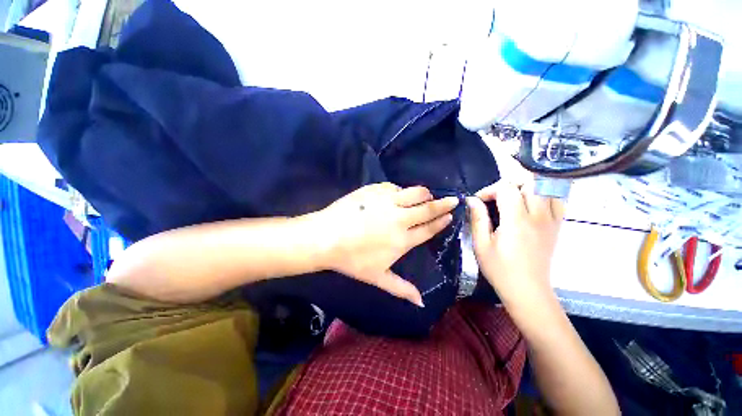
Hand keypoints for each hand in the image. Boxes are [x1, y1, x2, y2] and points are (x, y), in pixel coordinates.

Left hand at [316, 183, 458, 306]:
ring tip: (427, 195)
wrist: (326, 237)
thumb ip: (401, 289)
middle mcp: (399, 218)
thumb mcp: (377, 278)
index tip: (451, 214)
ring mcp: (387, 201)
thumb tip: (421, 303)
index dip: (441, 221)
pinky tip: (396, 194)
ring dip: (424, 193)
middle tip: (453, 199)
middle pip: (427, 208)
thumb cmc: (351, 260)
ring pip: (415, 193)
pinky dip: (399, 190)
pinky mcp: (374, 190)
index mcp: (402, 240)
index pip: (428, 229)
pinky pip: (393, 187)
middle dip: (443, 204)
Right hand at [466, 181, 564, 305]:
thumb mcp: (481, 244)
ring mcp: (552, 220)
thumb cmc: (500, 269)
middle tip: (497, 196)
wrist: (527, 290)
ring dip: (527, 187)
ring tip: (512, 198)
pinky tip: (531, 205)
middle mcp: (538, 216)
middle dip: (509, 183)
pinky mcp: (557, 226)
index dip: (490, 190)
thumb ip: (477, 218)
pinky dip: (544, 195)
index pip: (507, 188)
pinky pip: (557, 200)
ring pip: (546, 187)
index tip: (479, 200)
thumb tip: (472, 199)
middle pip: (531, 181)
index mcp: (516, 221)